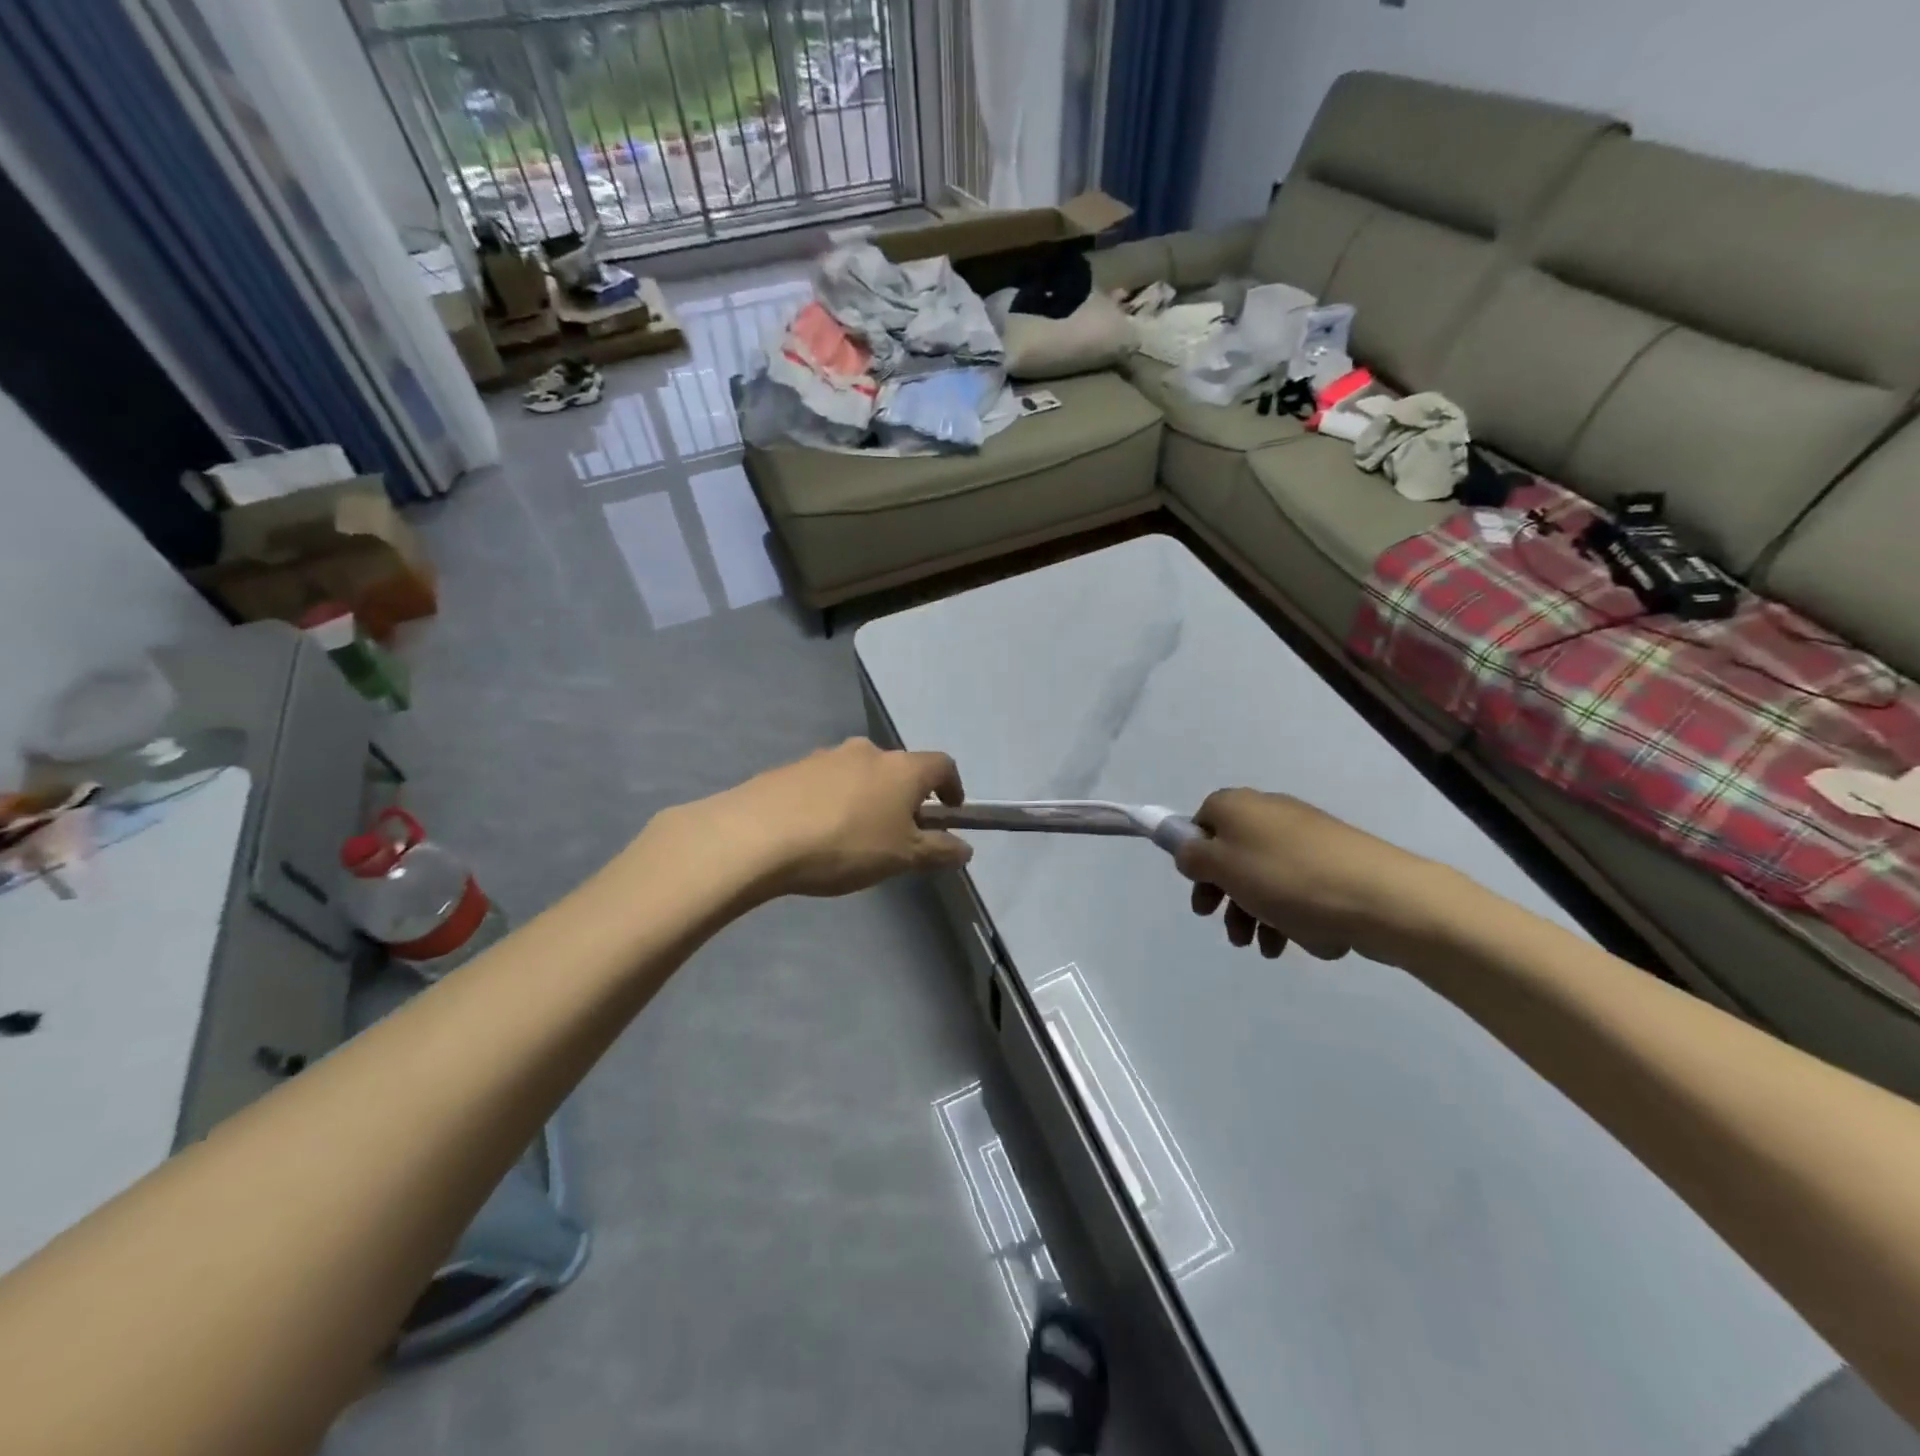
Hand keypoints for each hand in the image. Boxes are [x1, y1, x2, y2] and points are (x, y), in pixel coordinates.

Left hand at [684, 738, 971, 899]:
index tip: (950, 812)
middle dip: (905, 797)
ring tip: (854, 836)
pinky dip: (833, 801)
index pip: (943, 765)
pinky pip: (825, 783)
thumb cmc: (845, 844)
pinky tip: (817, 832)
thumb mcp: (901, 857)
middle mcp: (866, 751)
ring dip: (867, 797)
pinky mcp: (790, 768)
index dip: (952, 787)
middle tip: (898, 833)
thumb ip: (938, 851)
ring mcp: (825, 756)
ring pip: (859, 774)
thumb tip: (965, 849)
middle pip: (898, 768)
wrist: (757, 835)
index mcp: (901, 768)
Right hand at [1173, 789, 1452, 964]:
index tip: (1200, 891)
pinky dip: (1288, 914)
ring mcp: (1305, 837)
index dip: (1195, 858)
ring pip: (1264, 876)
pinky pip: (1296, 888)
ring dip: (1255, 913)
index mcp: (1238, 805)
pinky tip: (1294, 941)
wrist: (1380, 896)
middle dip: (1226, 895)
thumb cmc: (1287, 878)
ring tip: (1263, 948)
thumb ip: (1193, 857)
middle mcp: (1269, 812)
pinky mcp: (1334, 862)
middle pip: (1232, 854)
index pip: (1201, 823)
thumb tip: (1190, 851)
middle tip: (1228, 929)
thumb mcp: (1222, 867)